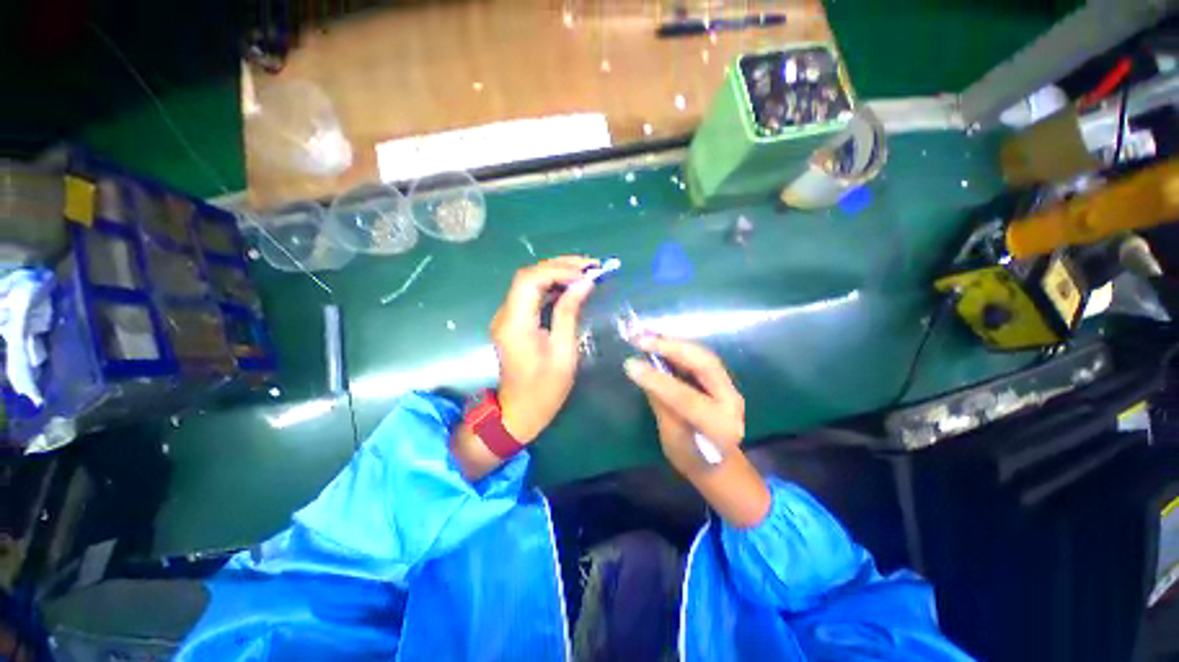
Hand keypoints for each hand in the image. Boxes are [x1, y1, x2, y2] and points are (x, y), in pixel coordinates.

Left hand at [491, 256, 597, 442]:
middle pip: (528, 276)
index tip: (586, 273)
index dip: (558, 270)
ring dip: (557, 273)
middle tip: (591, 265)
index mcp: (516, 324)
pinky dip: (551, 286)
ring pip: (529, 283)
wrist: (519, 413)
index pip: (529, 280)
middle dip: (560, 266)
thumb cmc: (544, 390)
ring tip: (586, 271)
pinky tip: (571, 286)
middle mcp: (506, 315)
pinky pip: (531, 295)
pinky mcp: (514, 322)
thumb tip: (584, 283)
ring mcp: (507, 317)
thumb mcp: (563, 353)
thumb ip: (569, 314)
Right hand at [624, 336, 768, 527]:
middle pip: (703, 364)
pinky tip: (661, 341)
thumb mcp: (670, 435)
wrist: (719, 466)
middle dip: (671, 347)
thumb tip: (641, 370)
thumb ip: (659, 401)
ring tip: (648, 335)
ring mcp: (730, 387)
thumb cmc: (691, 458)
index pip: (686, 397)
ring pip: (703, 355)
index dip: (656, 379)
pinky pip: (701, 357)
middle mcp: (731, 401)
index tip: (630, 364)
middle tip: (641, 339)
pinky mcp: (723, 380)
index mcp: (718, 425)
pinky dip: (680, 347)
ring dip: (674, 342)